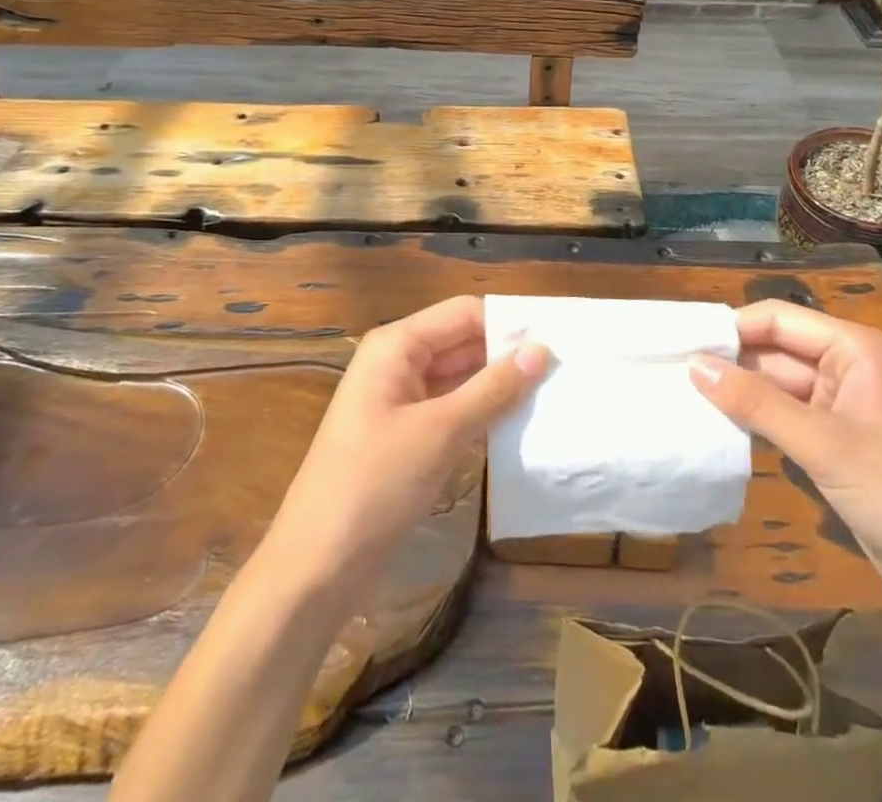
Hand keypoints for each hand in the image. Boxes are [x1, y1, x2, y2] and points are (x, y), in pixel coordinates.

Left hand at [265, 295, 548, 590]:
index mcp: (397, 345)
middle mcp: (398, 362)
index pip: (464, 313)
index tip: (558, 338)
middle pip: (462, 341)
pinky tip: (520, 423)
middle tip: (565, 367)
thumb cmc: (374, 485)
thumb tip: (541, 350)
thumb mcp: (439, 433)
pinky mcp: (407, 435)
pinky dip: (483, 412)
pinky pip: (452, 408)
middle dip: (507, 353)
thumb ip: (492, 389)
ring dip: (499, 384)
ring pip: (460, 376)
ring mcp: (401, 400)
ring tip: (554, 392)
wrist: (316, 568)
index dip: (508, 322)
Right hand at [690, 299, 881, 635]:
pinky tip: (717, 425)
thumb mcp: (824, 443)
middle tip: (672, 370)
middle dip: (730, 361)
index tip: (681, 342)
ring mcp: (839, 409)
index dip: (732, 328)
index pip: (780, 320)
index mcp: (853, 349)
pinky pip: (784, 419)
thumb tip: (693, 365)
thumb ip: (756, 402)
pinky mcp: (833, 445)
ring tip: (682, 395)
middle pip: (775, 351)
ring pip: (776, 386)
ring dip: (738, 393)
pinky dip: (754, 420)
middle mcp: (845, 369)